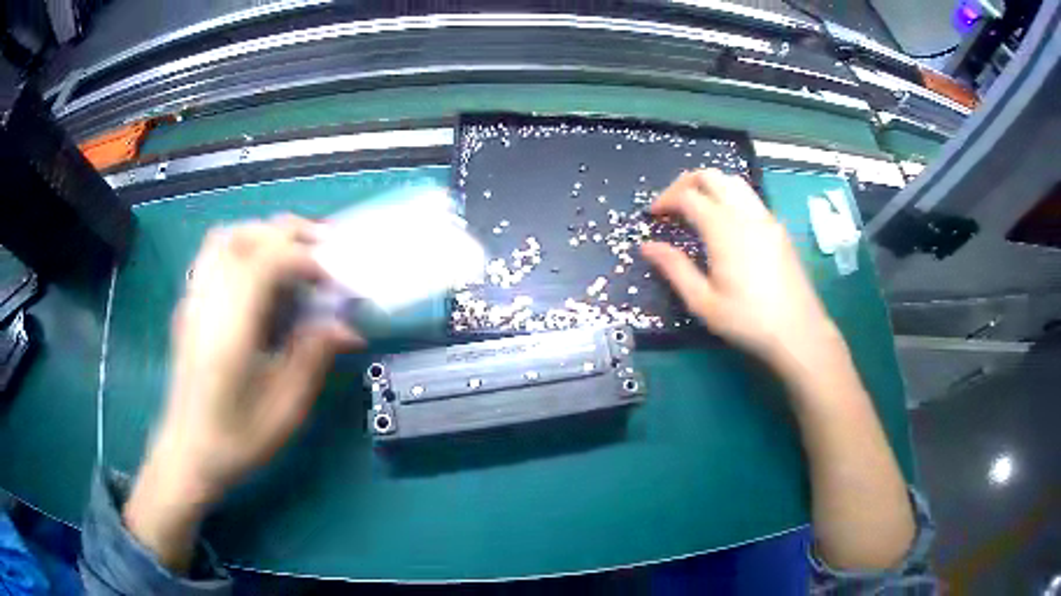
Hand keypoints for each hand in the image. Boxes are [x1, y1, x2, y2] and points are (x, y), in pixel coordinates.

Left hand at [124, 215, 359, 570]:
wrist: (187, 453)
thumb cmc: (236, 440)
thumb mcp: (285, 410)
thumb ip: (313, 358)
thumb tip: (348, 327)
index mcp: (230, 331)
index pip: (266, 260)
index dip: (305, 257)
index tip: (333, 279)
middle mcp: (207, 303)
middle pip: (245, 237)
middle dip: (289, 234)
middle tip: (324, 252)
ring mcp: (193, 300)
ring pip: (226, 237)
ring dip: (264, 234)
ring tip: (293, 256)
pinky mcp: (188, 305)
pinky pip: (214, 254)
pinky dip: (243, 247)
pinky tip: (259, 275)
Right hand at [641, 170, 841, 373]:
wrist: (798, 332)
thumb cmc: (748, 321)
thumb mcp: (703, 302)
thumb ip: (674, 268)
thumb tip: (647, 246)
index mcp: (724, 229)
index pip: (688, 195)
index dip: (665, 200)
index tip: (653, 216)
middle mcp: (746, 214)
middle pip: (712, 176)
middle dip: (685, 183)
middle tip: (671, 205)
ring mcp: (766, 218)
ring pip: (734, 182)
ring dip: (710, 186)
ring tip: (696, 209)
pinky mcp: (778, 229)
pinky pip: (750, 198)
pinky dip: (729, 197)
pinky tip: (725, 224)